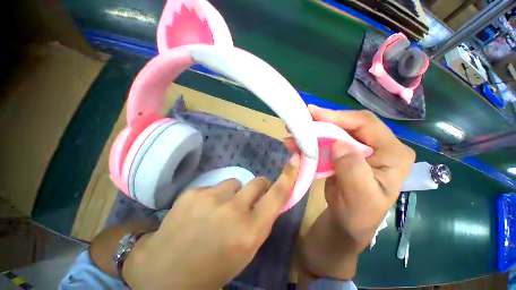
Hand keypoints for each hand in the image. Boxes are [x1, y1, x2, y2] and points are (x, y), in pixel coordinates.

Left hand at [122, 158, 298, 288]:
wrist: (164, 273)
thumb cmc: (212, 268)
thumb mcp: (245, 250)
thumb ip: (259, 222)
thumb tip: (267, 199)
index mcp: (250, 231)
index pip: (277, 195)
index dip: (287, 176)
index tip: (294, 160)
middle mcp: (234, 210)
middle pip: (257, 182)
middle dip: (257, 188)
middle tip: (247, 200)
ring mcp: (212, 198)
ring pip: (234, 183)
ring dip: (232, 193)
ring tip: (217, 210)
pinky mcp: (194, 192)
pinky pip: (214, 186)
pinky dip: (212, 196)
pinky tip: (199, 212)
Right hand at [286, 106, 414, 279]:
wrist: (346, 223)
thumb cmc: (358, 215)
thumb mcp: (361, 197)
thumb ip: (354, 170)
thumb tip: (339, 144)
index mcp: (392, 153)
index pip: (367, 124)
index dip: (339, 117)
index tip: (314, 114)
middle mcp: (378, 146)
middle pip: (348, 124)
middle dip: (323, 121)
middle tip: (302, 118)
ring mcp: (358, 149)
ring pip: (334, 131)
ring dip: (313, 131)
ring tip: (294, 131)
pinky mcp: (343, 154)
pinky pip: (325, 142)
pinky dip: (310, 141)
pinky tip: (296, 142)